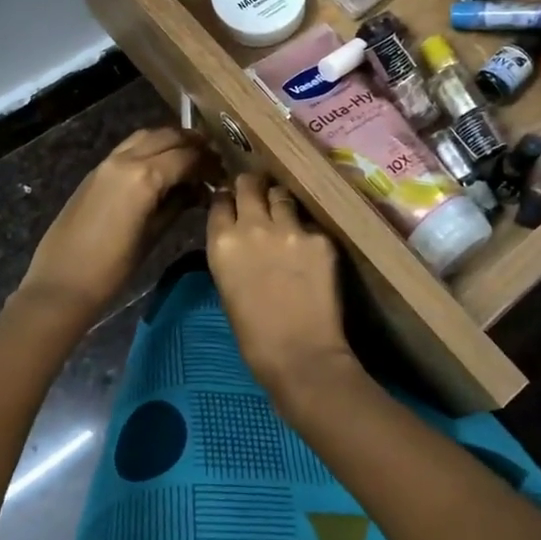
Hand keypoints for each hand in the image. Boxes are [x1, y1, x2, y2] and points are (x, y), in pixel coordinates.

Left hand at [18, 128, 213, 321]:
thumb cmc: (114, 268)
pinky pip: (130, 147)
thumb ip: (178, 204)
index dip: (209, 162)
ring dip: (170, 140)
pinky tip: (161, 166)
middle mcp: (127, 159)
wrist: (63, 281)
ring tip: (188, 157)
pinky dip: (150, 147)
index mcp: (145, 176)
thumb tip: (197, 189)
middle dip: (193, 145)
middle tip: (211, 161)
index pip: (187, 156)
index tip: (222, 173)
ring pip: (147, 135)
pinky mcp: (96, 170)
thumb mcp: (154, 235)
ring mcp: (108, 162)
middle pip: (168, 137)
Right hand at [207, 174, 360, 404]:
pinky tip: (310, 249)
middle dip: (252, 186)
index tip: (233, 202)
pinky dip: (308, 231)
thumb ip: (231, 253)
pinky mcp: (320, 237)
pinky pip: (310, 223)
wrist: (300, 355)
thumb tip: (239, 237)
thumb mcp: (227, 287)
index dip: (227, 199)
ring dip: (281, 201)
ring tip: (286, 215)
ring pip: (282, 194)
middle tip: (259, 193)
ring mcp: (290, 228)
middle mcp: (253, 225)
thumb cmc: (254, 335)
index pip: (220, 200)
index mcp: (222, 242)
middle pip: (250, 184)